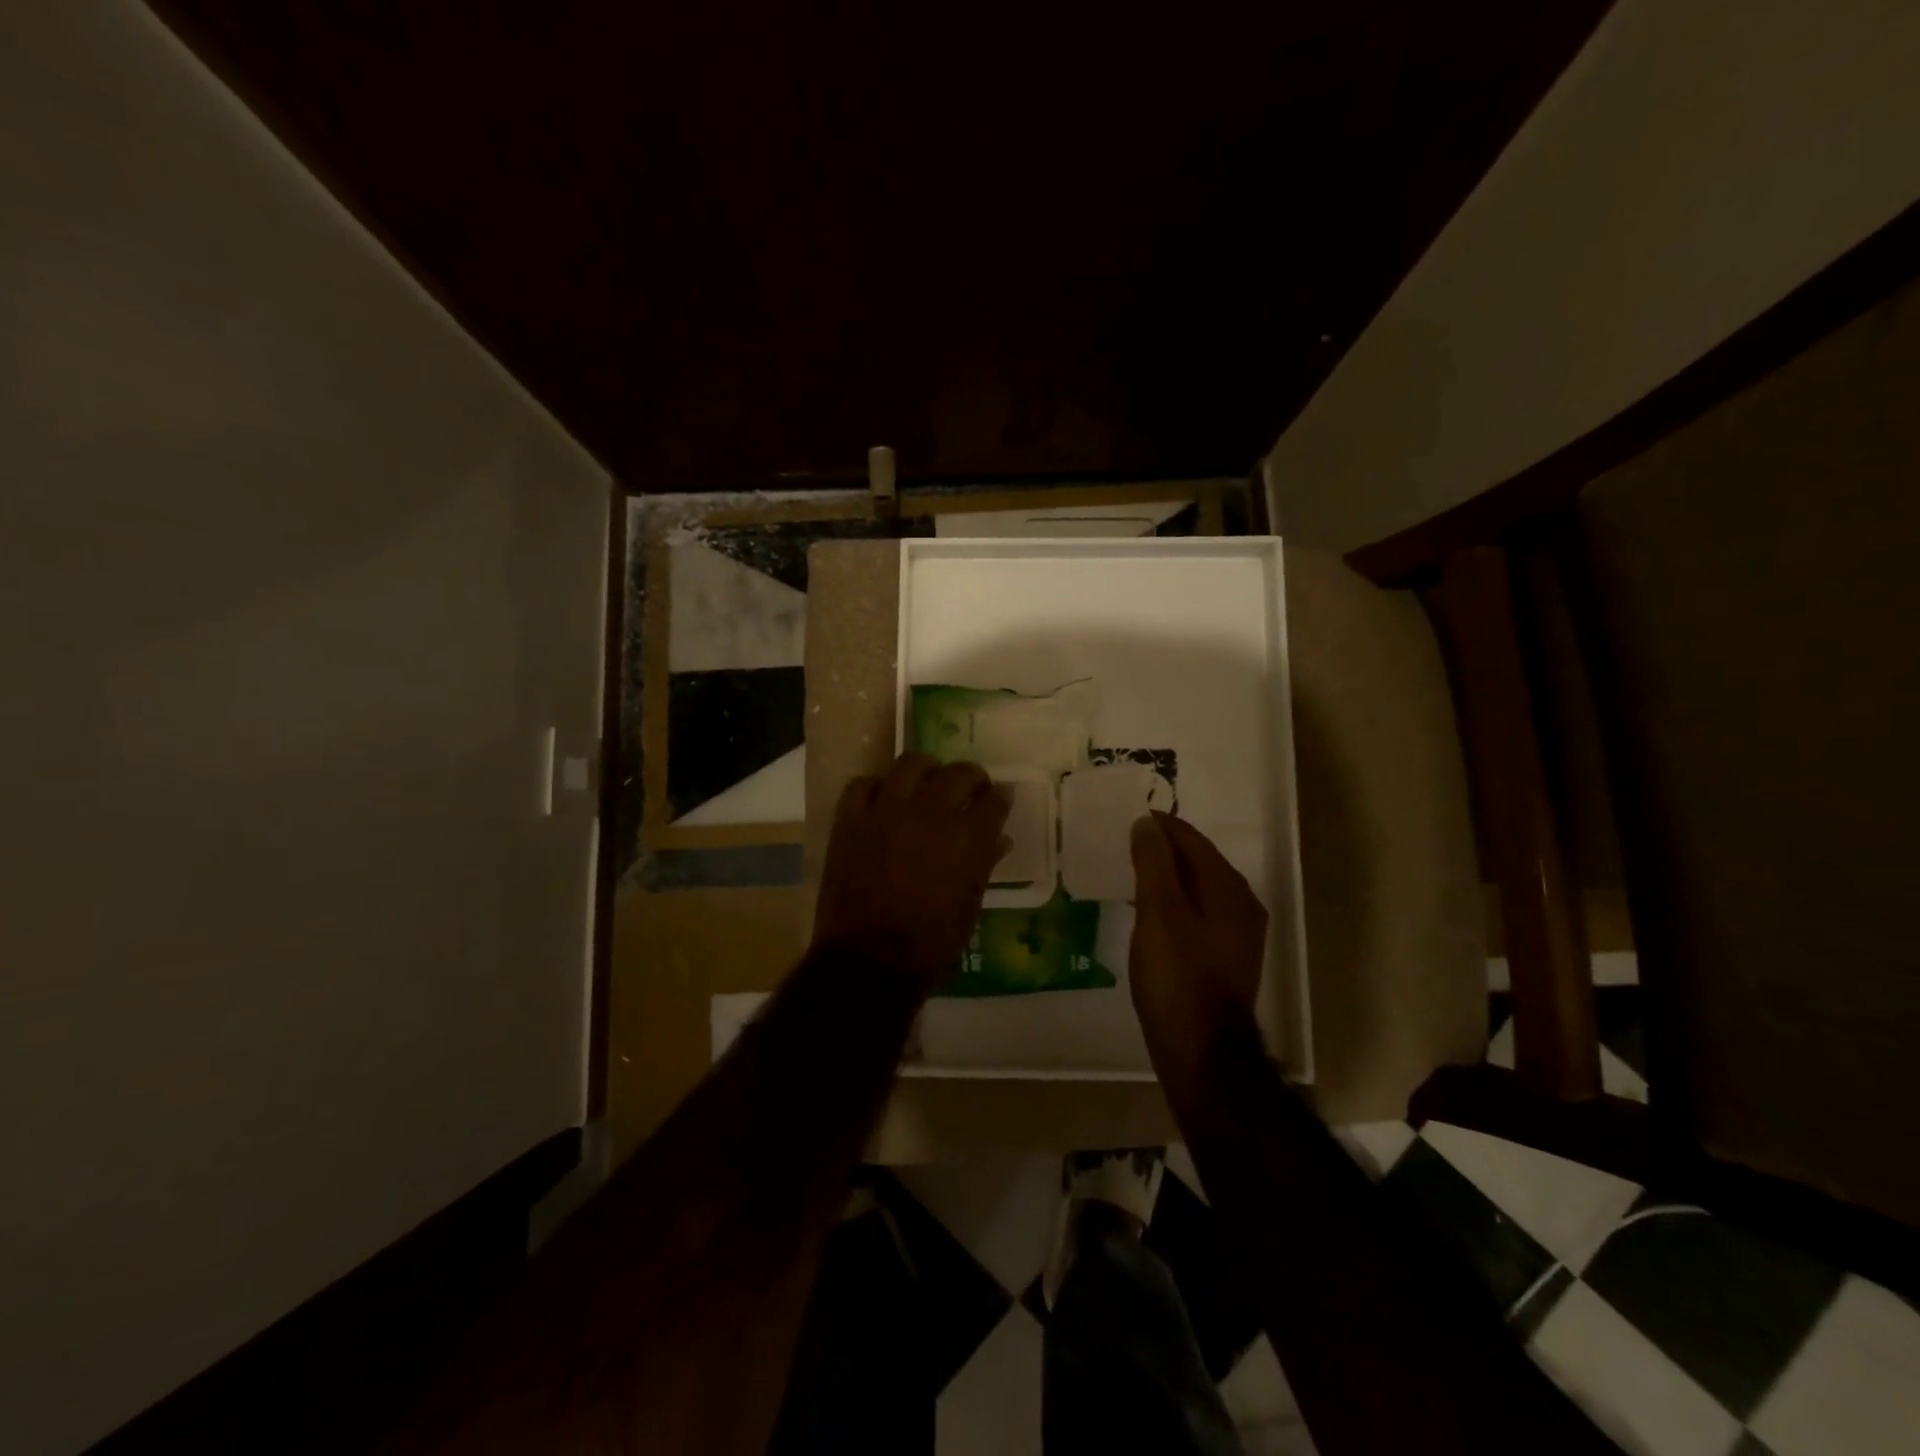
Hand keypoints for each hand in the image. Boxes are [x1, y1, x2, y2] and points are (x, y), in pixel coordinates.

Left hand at [812, 753, 1010, 985]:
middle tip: (969, 787)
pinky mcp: (851, 819)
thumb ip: (984, 863)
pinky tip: (883, 799)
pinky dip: (876, 787)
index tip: (998, 798)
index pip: (993, 800)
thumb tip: (999, 839)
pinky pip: (863, 784)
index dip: (999, 797)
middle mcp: (931, 813)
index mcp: (968, 837)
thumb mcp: (969, 905)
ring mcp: (887, 811)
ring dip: (925, 769)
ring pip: (911, 764)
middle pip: (958, 773)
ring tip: (927, 780)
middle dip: (970, 776)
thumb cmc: (931, 943)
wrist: (870, 961)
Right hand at [1129, 811, 1267, 1079]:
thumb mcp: (1158, 912)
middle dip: (1163, 849)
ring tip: (1131, 874)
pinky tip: (1150, 914)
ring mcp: (1237, 934)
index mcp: (1227, 887)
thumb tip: (1147, 823)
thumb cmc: (1176, 976)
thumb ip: (1153, 862)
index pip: (1191, 839)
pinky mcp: (1226, 958)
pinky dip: (1174, 903)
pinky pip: (1198, 913)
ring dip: (1167, 877)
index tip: (1127, 819)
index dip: (1159, 826)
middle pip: (1198, 861)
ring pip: (1198, 889)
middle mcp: (1241, 904)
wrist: (1201, 1050)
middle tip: (1125, 845)